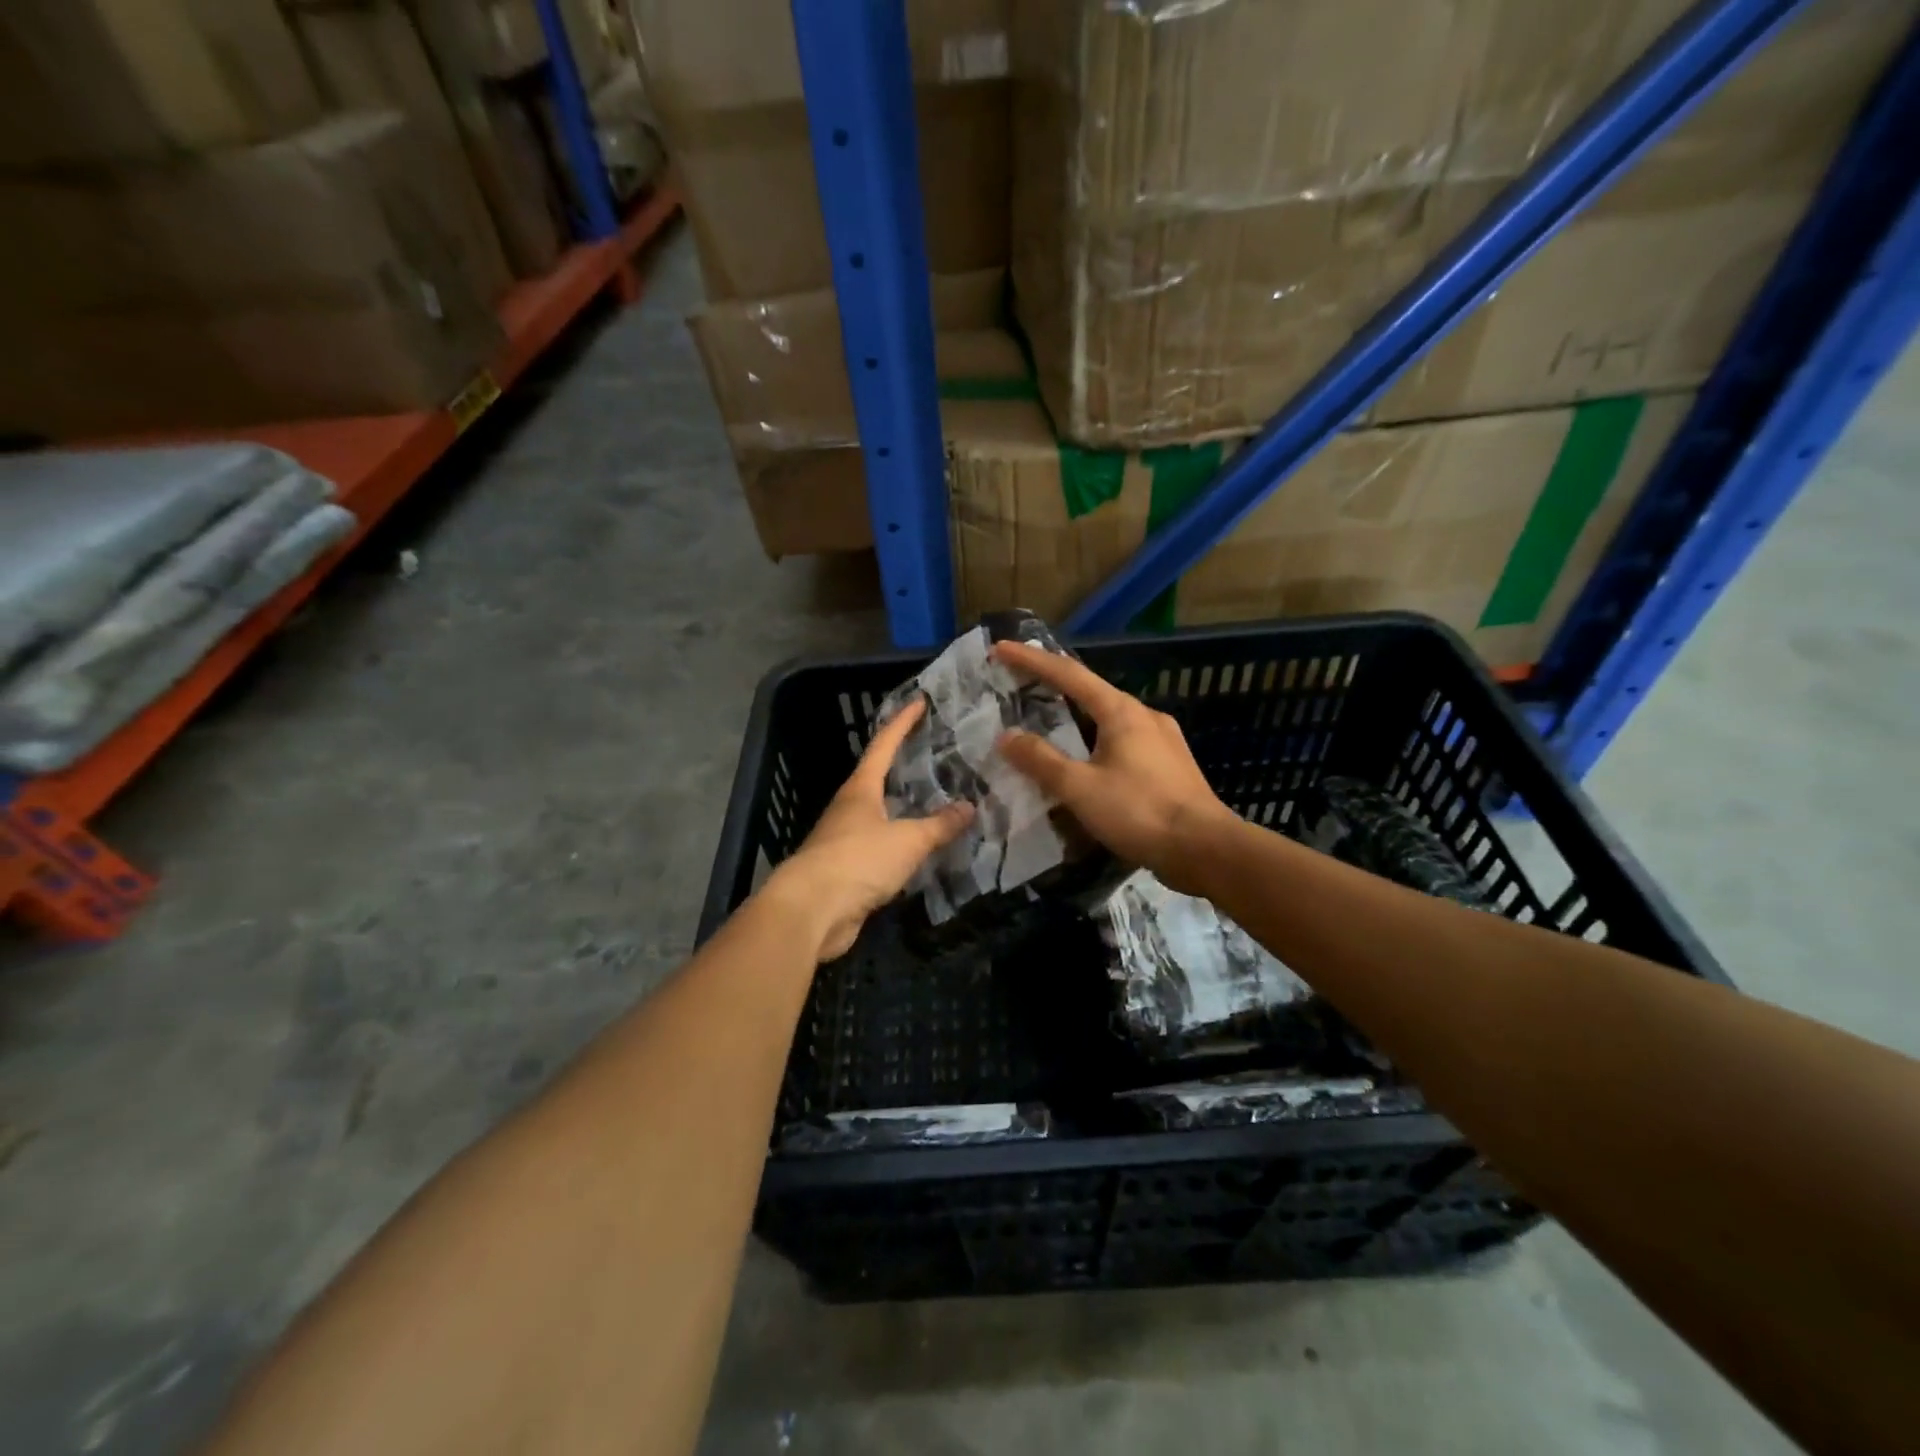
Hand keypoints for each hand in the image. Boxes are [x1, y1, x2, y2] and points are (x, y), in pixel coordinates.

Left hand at [763, 698, 973, 961]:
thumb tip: (969, 807)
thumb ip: (939, 825)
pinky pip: (881, 847)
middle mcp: (850, 807)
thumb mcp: (907, 840)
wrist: (811, 911)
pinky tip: (921, 849)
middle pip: (879, 777)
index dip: (902, 723)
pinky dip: (901, 843)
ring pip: (881, 814)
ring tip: (937, 801)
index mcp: (861, 789)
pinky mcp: (847, 869)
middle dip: (905, 765)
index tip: (919, 702)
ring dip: (905, 807)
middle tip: (937, 754)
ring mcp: (845, 839)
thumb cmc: (858, 860)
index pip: (884, 745)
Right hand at [992, 640, 1231, 894]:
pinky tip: (1088, 761)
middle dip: (1054, 686)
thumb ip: (1041, 761)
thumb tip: (1006, 737)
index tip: (1001, 649)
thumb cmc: (1140, 812)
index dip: (1031, 660)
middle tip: (1020, 686)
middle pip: (1091, 692)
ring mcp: (1163, 739)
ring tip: (1049, 725)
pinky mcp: (1170, 765)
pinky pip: (1124, 741)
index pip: (1068, 674)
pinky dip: (1096, 741)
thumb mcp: (1080, 788)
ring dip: (1076, 717)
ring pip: (1109, 719)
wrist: (1205, 849)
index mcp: (1121, 711)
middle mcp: (1144, 715)